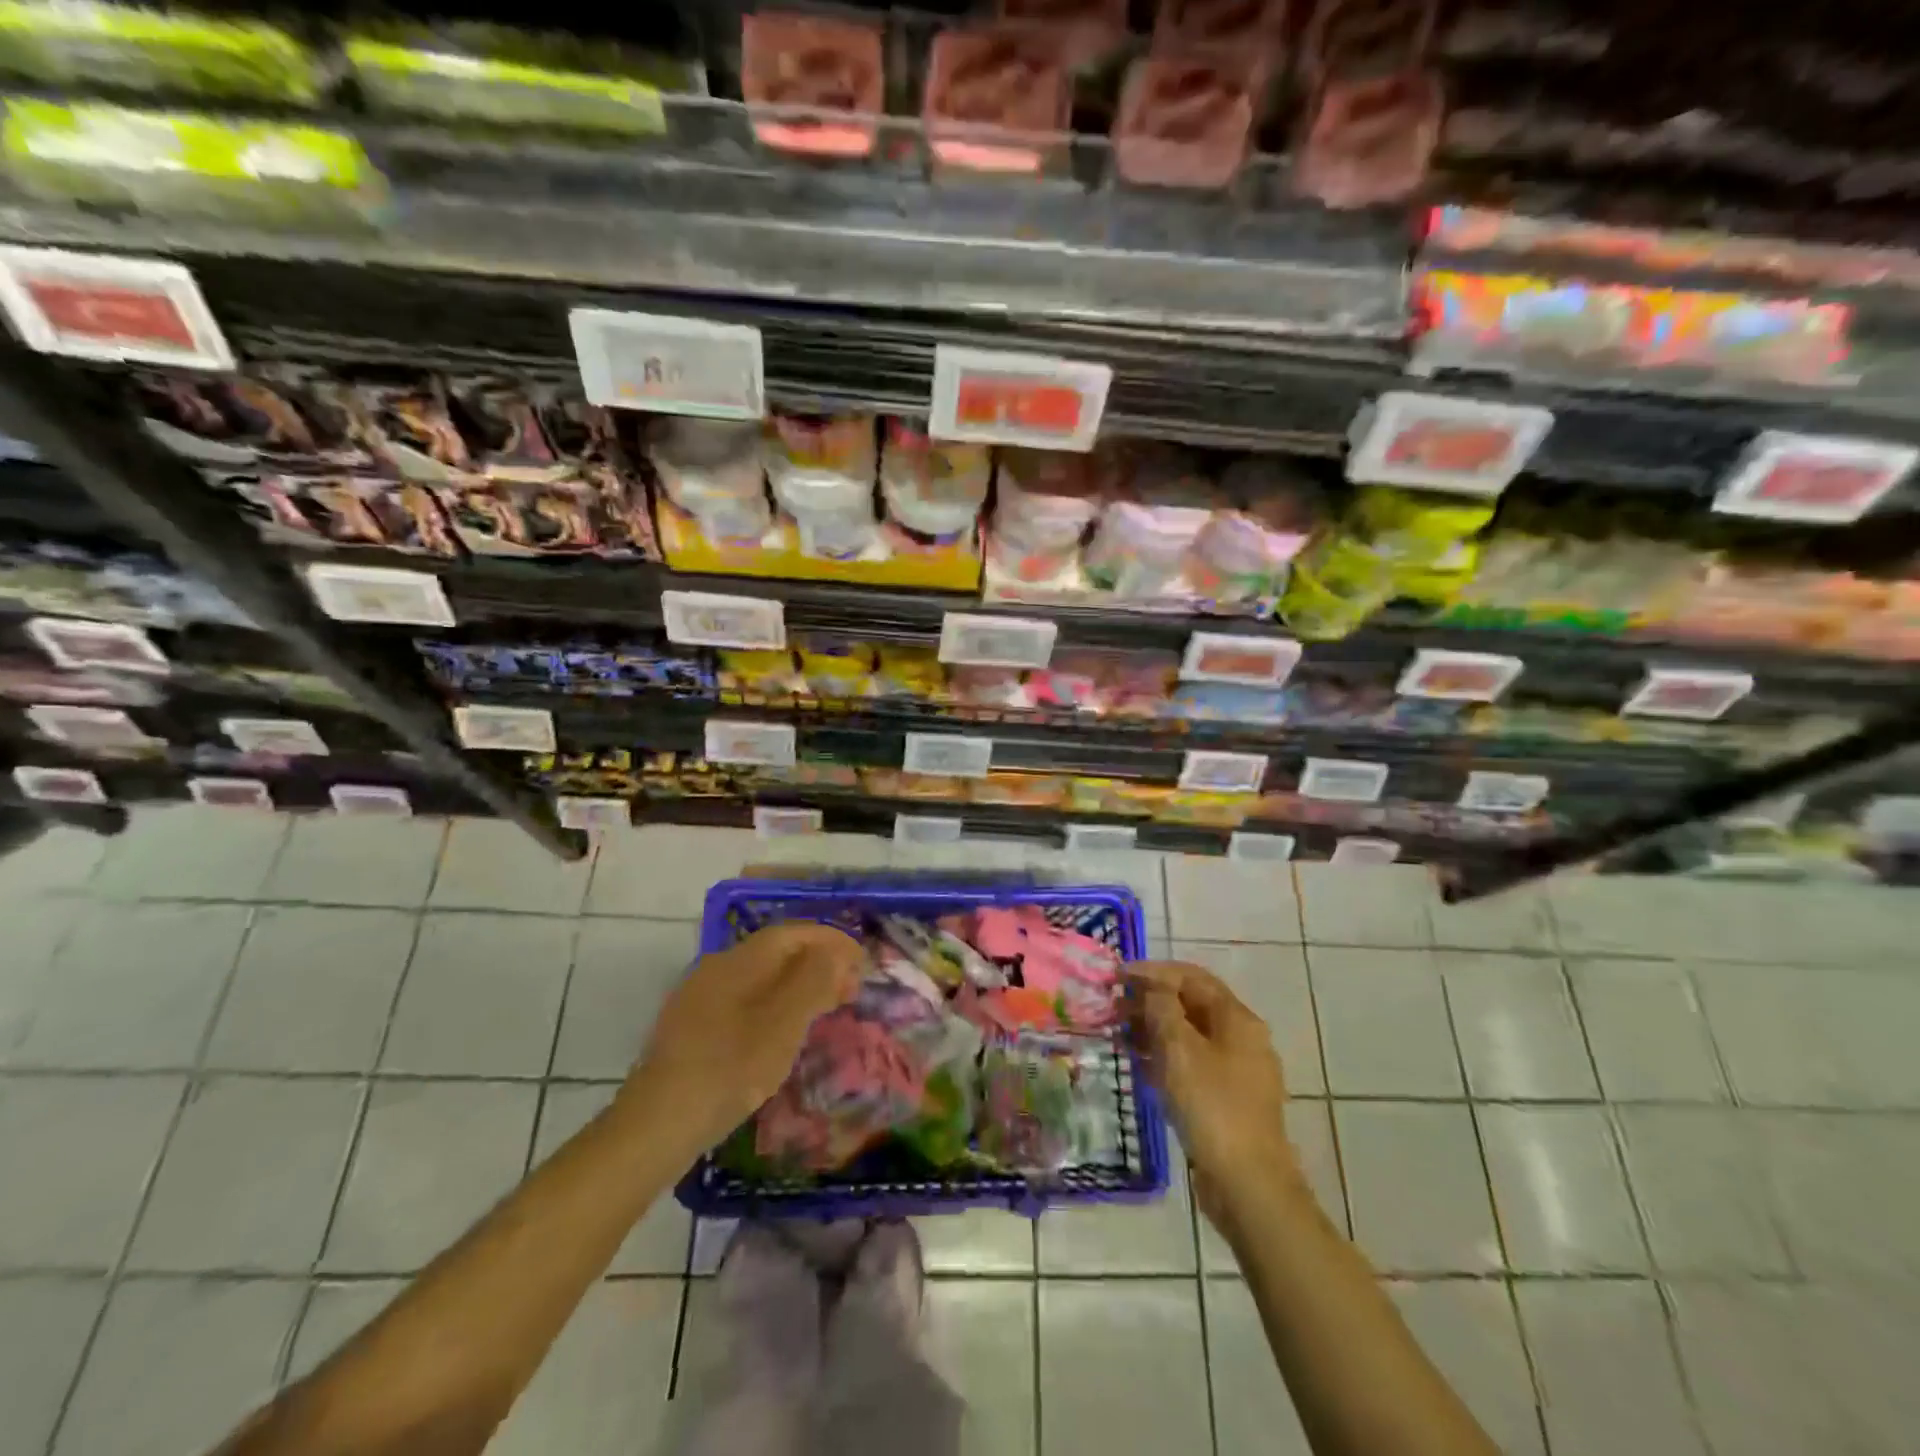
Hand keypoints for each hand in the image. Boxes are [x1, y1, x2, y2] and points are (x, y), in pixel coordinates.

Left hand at [624, 922, 863, 1154]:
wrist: (656, 1125)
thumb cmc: (730, 1068)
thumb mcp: (783, 1023)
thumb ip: (813, 980)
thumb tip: (834, 953)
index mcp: (739, 960)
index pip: (793, 933)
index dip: (831, 941)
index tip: (862, 962)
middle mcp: (716, 967)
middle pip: (776, 952)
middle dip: (818, 964)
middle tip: (849, 990)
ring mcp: (699, 997)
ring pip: (760, 977)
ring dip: (798, 985)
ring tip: (824, 1010)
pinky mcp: (691, 1027)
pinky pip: (744, 1000)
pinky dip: (775, 1004)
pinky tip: (782, 1033)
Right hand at [1129, 959, 1303, 1224]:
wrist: (1248, 1184)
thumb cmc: (1212, 1106)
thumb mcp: (1179, 1049)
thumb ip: (1162, 1009)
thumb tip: (1152, 988)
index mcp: (1237, 1019)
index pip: (1192, 977)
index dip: (1153, 971)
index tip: (1118, 976)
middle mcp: (1243, 1038)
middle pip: (1192, 1004)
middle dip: (1152, 1000)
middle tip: (1114, 1005)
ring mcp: (1238, 1071)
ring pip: (1191, 1036)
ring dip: (1155, 1029)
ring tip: (1121, 1033)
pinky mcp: (1229, 1099)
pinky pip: (1193, 1064)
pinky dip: (1166, 1057)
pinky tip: (1141, 1065)